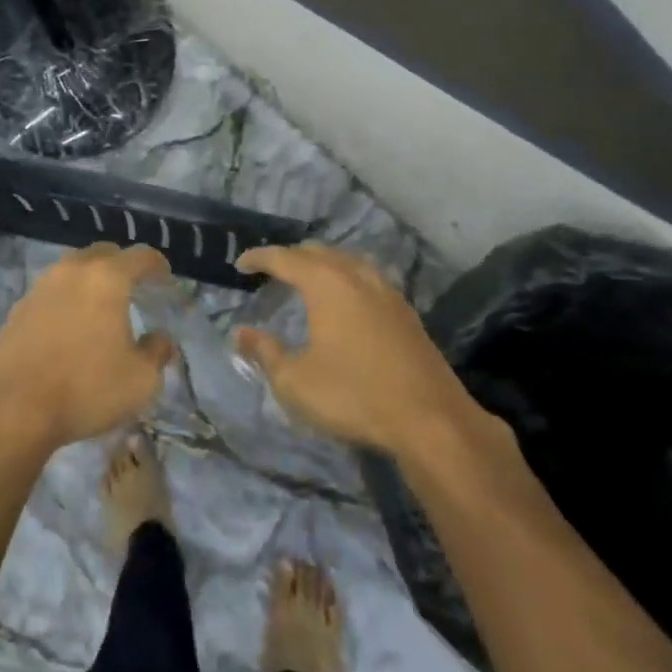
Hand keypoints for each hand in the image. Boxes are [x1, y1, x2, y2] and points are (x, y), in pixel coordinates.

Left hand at [0, 243, 176, 451]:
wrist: (15, 408)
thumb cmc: (87, 388)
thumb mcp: (140, 379)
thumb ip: (157, 352)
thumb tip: (160, 338)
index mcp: (107, 278)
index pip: (140, 256)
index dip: (158, 265)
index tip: (166, 278)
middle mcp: (72, 271)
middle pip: (103, 253)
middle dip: (122, 265)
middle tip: (135, 287)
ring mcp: (41, 287)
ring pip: (73, 269)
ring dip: (91, 279)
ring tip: (101, 305)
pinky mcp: (19, 308)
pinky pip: (52, 291)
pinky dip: (67, 298)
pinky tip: (71, 324)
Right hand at [234, 244, 505, 458]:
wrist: (430, 419)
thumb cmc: (354, 395)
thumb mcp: (295, 381)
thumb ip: (265, 352)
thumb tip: (241, 334)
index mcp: (326, 284)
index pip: (284, 258)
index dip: (259, 258)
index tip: (241, 265)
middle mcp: (357, 277)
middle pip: (318, 252)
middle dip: (291, 256)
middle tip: (271, 271)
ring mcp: (387, 292)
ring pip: (348, 260)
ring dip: (323, 263)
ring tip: (308, 278)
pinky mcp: (406, 312)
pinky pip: (369, 277)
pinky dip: (348, 277)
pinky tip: (348, 299)